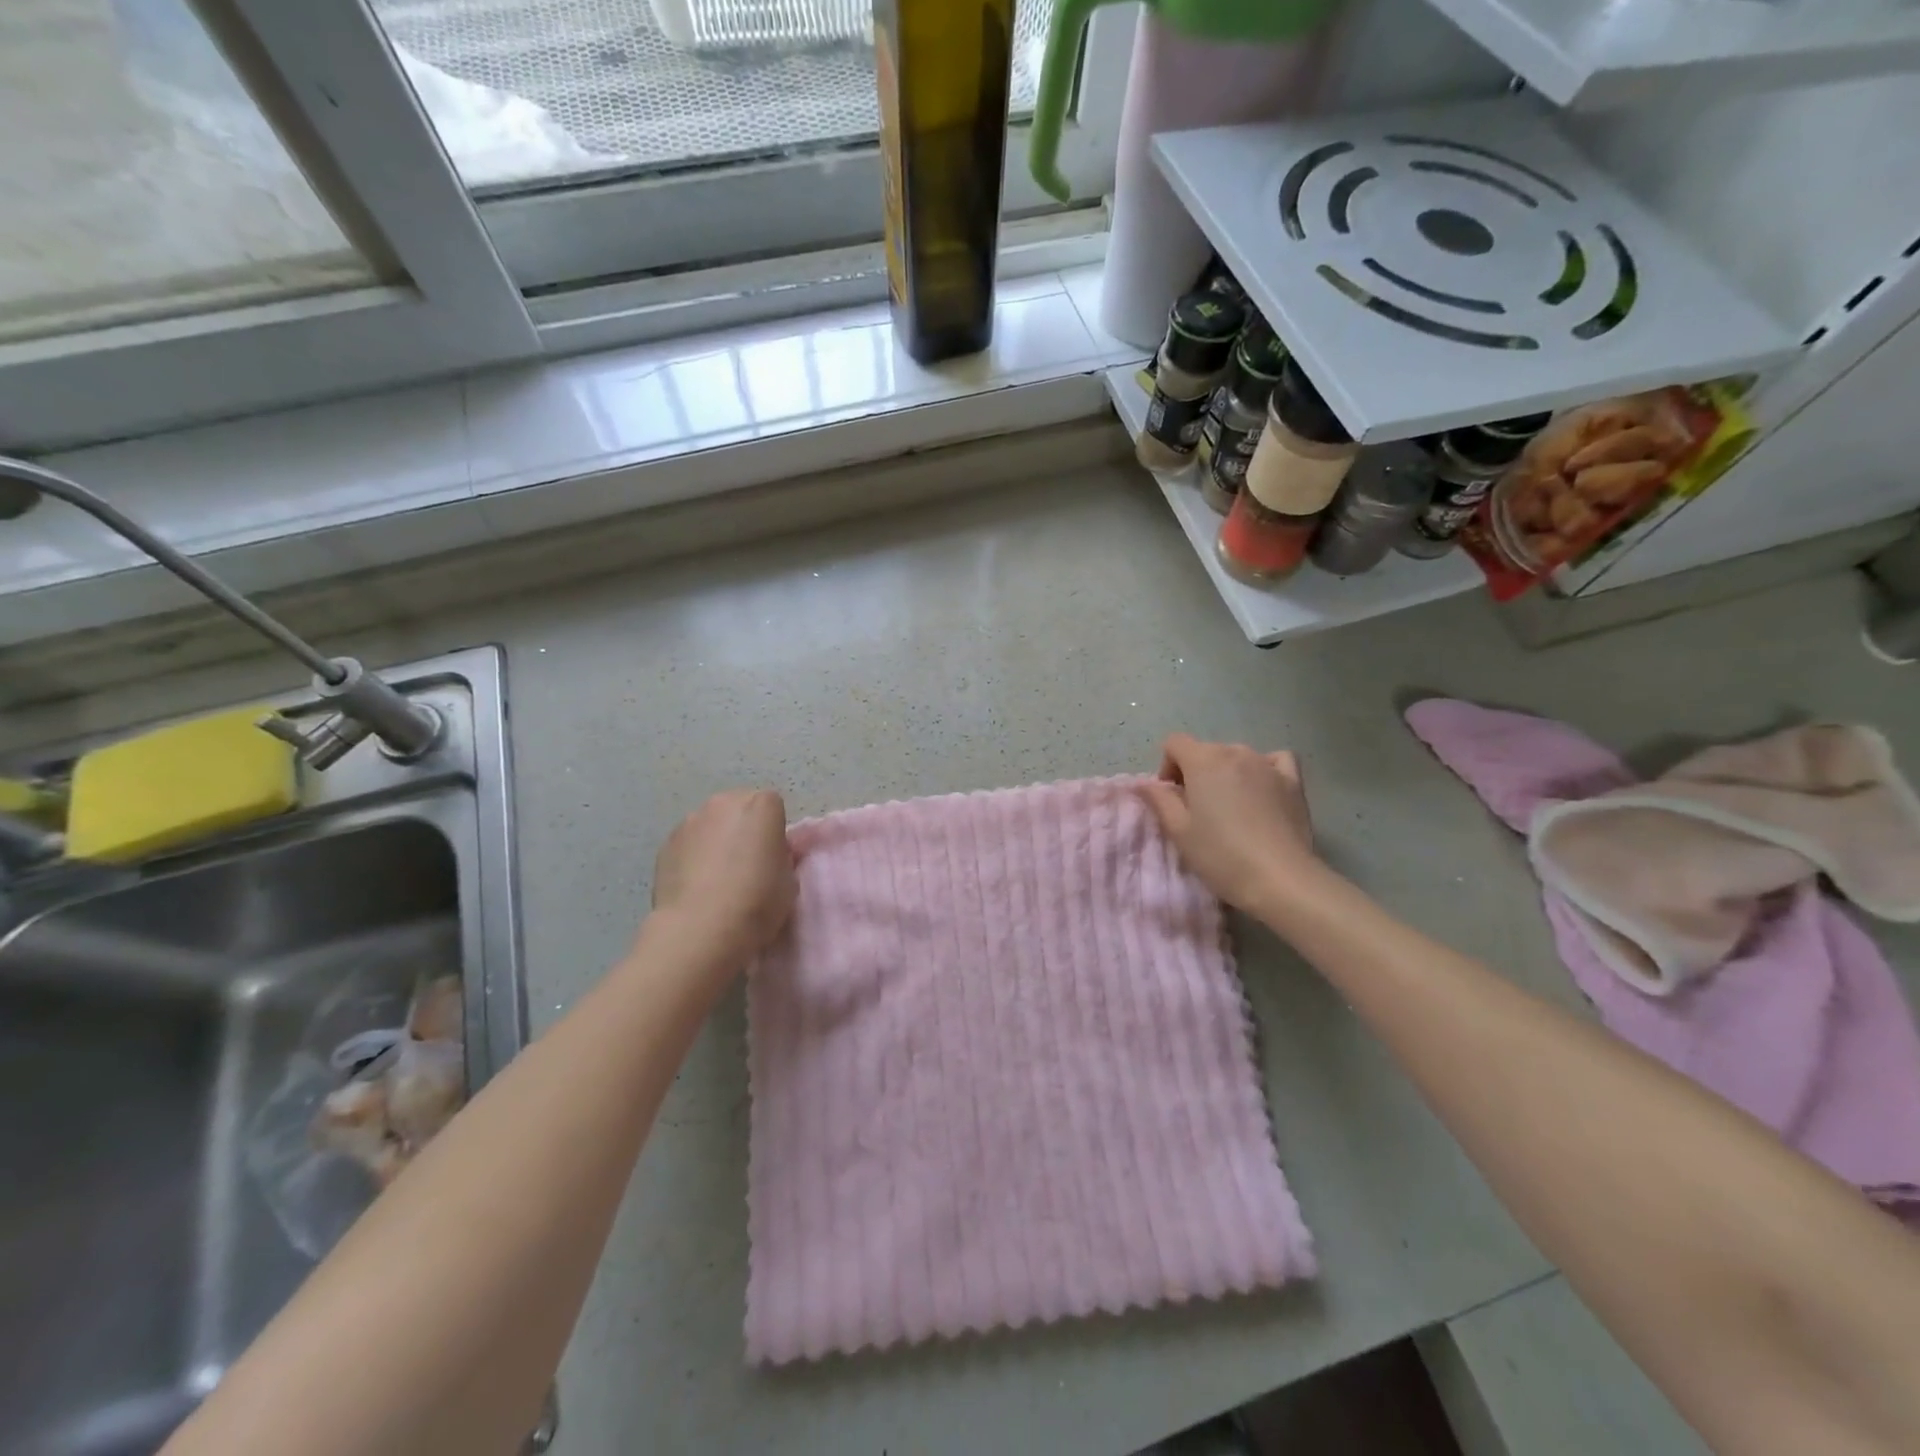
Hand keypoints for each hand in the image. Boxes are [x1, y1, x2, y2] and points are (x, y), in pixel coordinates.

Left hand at [647, 789, 796, 974]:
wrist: (700, 929)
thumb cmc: (757, 902)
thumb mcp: (790, 880)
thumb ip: (782, 856)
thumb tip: (772, 854)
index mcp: (762, 805)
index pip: (773, 805)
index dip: (774, 830)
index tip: (773, 856)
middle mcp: (724, 803)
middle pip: (739, 807)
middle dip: (744, 828)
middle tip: (747, 863)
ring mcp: (691, 820)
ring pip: (711, 823)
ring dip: (717, 839)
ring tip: (717, 877)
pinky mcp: (666, 843)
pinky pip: (688, 842)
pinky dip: (693, 855)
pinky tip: (696, 885)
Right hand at [1137, 735, 1318, 913]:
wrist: (1279, 878)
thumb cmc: (1220, 854)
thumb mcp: (1178, 830)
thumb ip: (1159, 800)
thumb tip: (1145, 783)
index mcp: (1203, 760)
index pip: (1174, 743)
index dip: (1167, 767)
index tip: (1172, 797)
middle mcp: (1235, 752)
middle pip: (1205, 751)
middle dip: (1196, 773)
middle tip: (1197, 810)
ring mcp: (1267, 764)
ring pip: (1237, 757)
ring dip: (1226, 774)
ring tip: (1230, 808)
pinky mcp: (1293, 781)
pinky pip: (1273, 761)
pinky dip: (1263, 769)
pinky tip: (1262, 790)